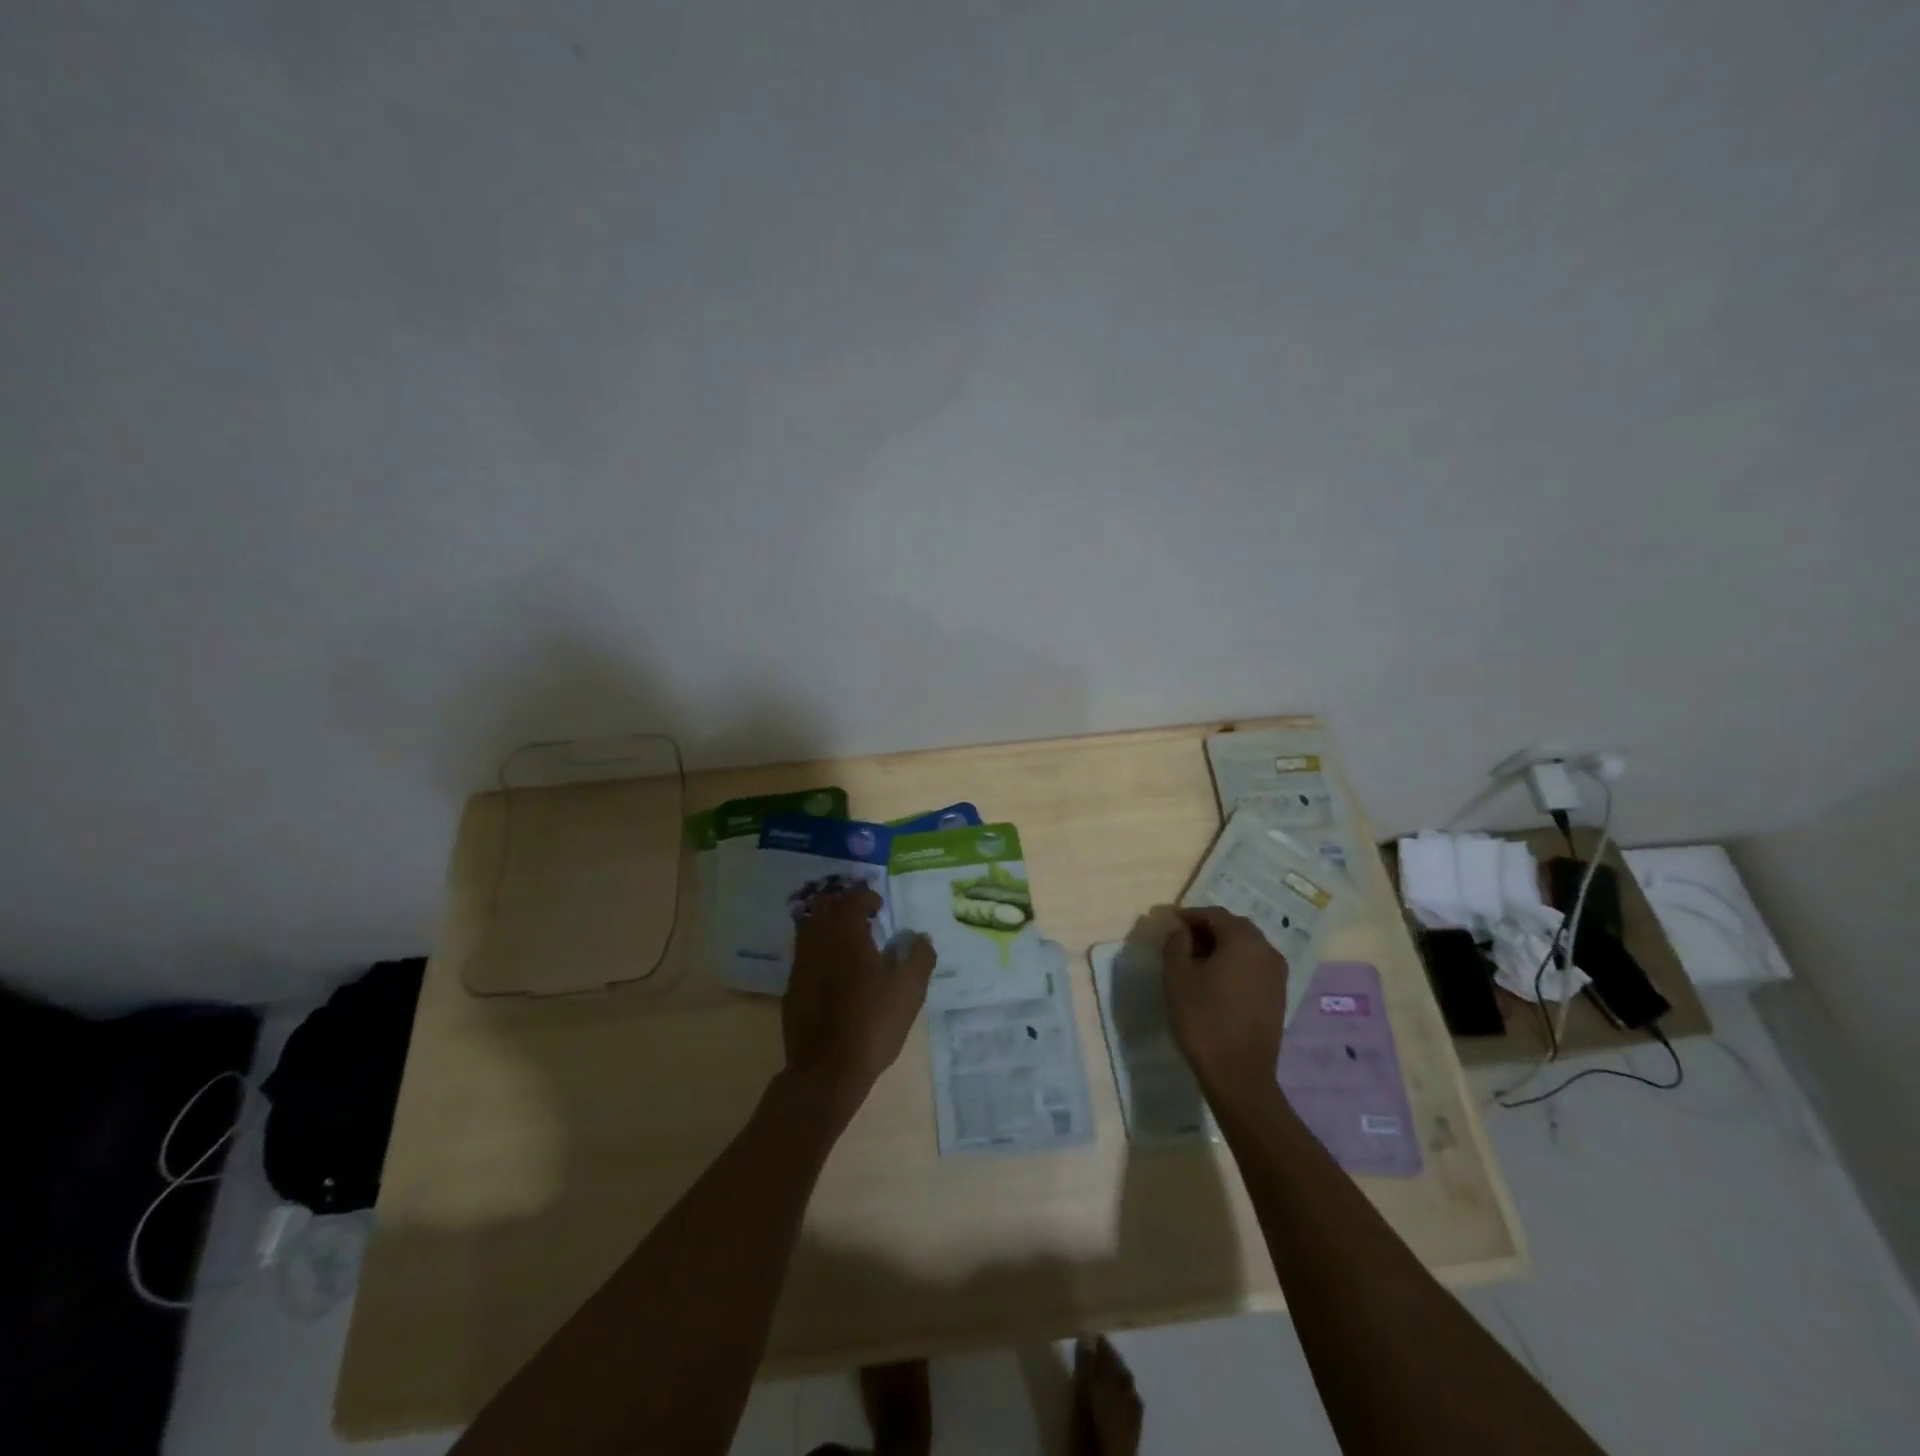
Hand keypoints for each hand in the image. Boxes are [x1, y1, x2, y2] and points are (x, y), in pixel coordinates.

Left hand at [782, 886, 935, 1124]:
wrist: (827, 1070)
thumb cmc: (872, 1023)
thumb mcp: (909, 990)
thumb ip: (919, 957)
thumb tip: (920, 939)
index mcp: (846, 934)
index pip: (850, 898)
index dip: (865, 897)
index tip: (880, 908)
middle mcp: (818, 942)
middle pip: (824, 907)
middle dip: (843, 906)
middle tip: (863, 919)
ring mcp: (800, 966)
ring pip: (809, 930)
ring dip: (828, 927)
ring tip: (849, 944)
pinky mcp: (792, 990)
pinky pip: (804, 957)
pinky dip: (818, 953)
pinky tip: (834, 974)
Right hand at [1161, 907, 1289, 1103]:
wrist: (1239, 1074)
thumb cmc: (1203, 1019)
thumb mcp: (1177, 976)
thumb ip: (1176, 943)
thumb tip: (1181, 929)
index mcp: (1244, 941)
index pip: (1214, 915)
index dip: (1190, 915)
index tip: (1169, 923)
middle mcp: (1267, 951)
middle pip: (1234, 927)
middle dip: (1207, 929)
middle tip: (1181, 940)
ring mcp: (1277, 975)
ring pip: (1246, 947)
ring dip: (1221, 946)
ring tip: (1195, 961)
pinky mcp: (1278, 996)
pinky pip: (1254, 966)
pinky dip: (1234, 963)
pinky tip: (1215, 980)